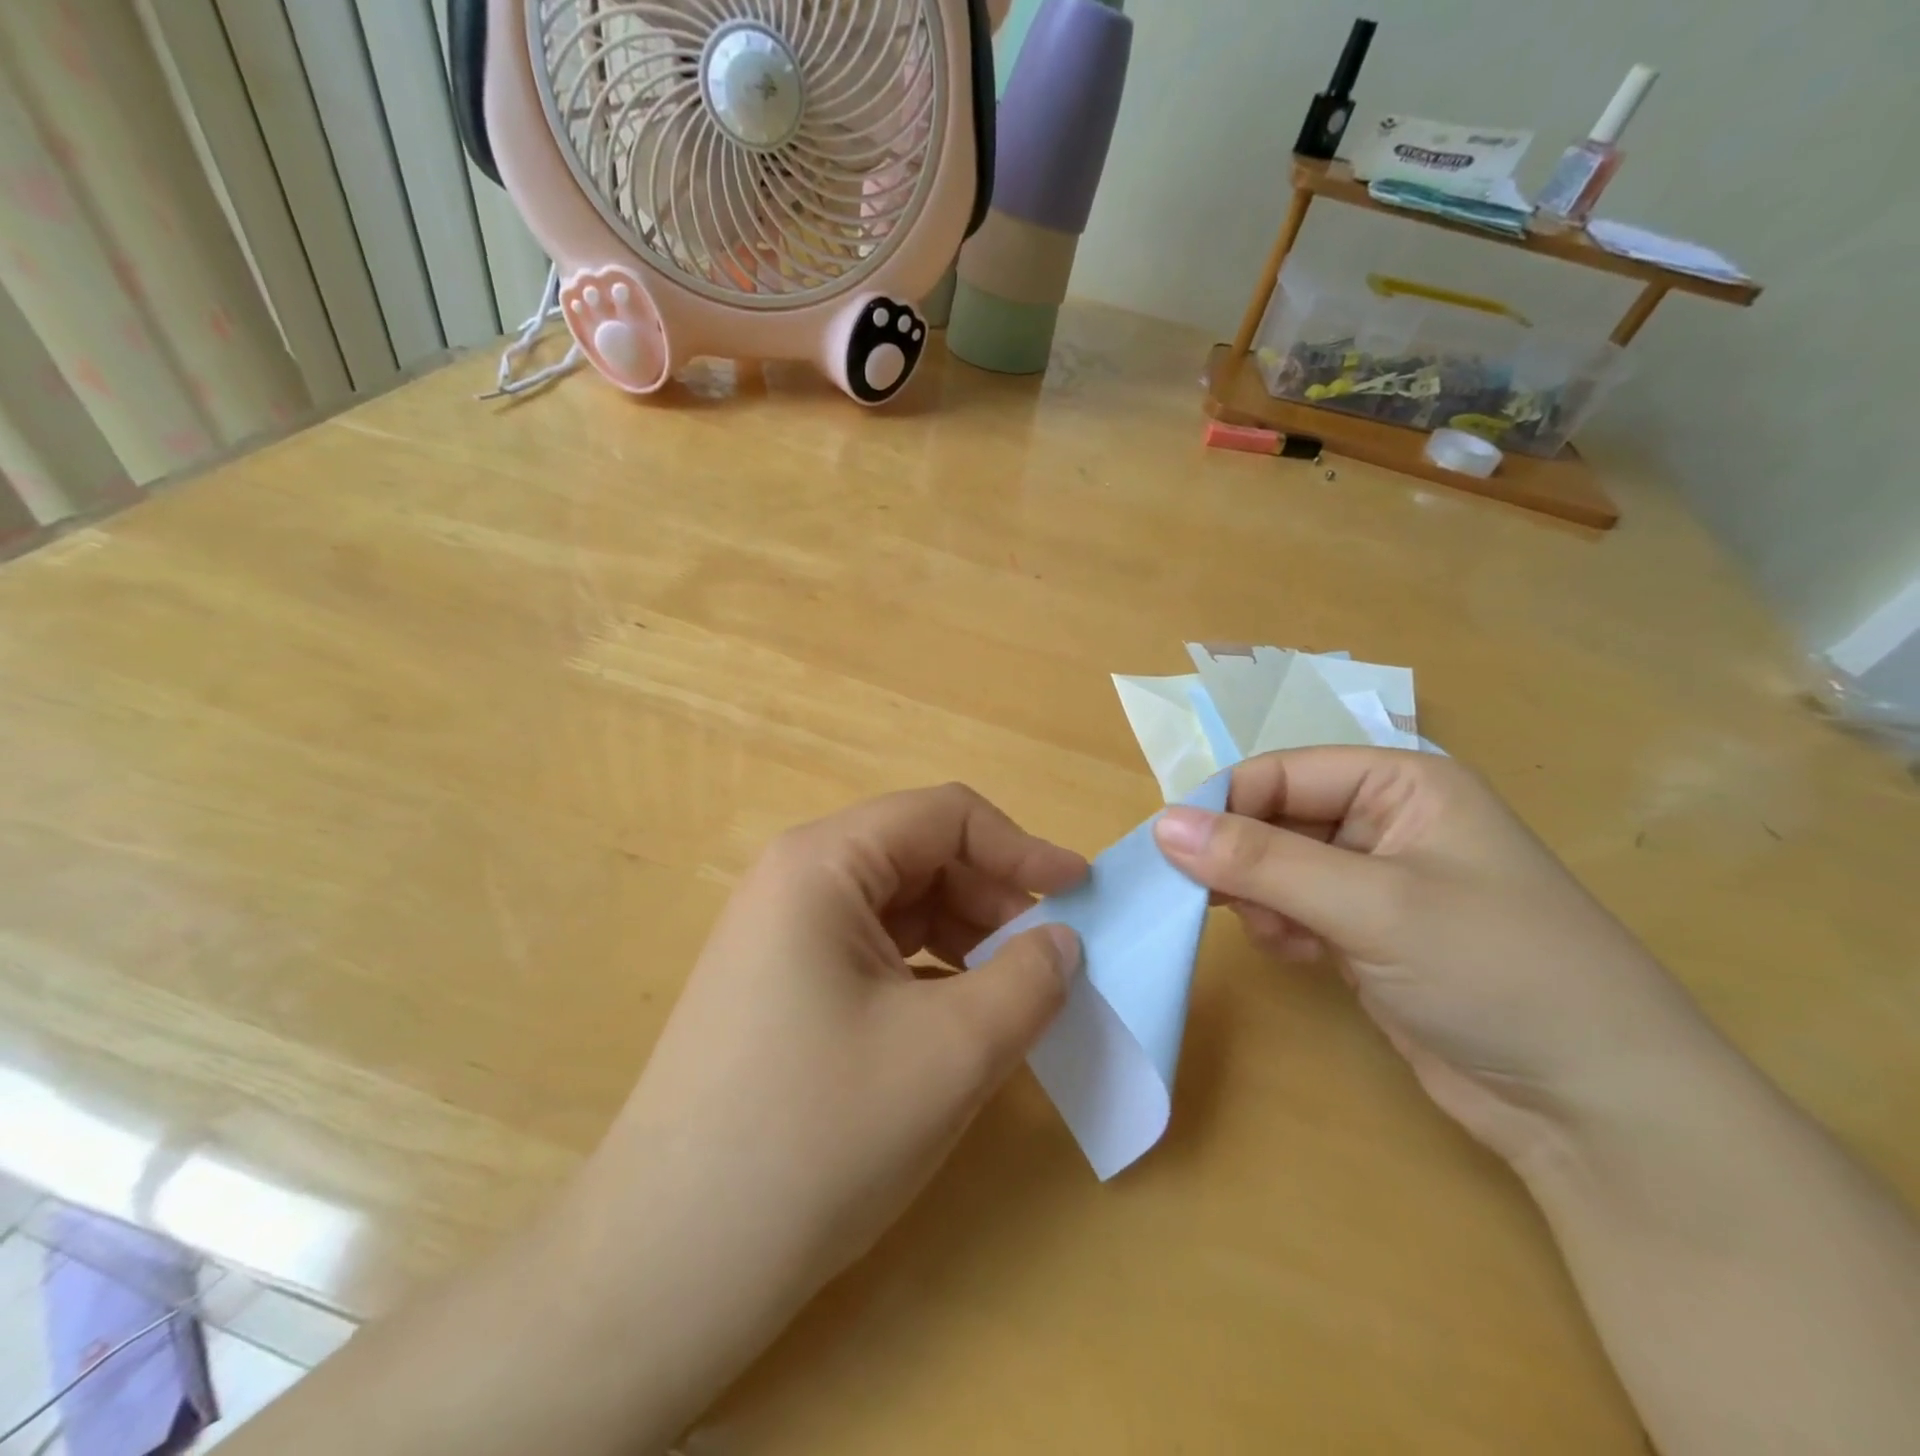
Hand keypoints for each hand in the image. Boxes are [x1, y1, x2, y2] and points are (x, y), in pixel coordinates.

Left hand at [556, 784, 1085, 1420]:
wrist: (669, 1264)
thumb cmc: (818, 1134)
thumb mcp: (952, 1051)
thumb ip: (1029, 981)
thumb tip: (1062, 942)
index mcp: (823, 864)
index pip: (944, 817)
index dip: (1021, 848)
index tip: (1081, 893)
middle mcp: (793, 882)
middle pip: (919, 857)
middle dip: (992, 899)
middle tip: (1048, 962)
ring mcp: (779, 937)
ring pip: (897, 908)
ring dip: (964, 939)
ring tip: (1009, 998)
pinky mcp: (778, 988)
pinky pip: (871, 953)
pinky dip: (927, 974)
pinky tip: (954, 1026)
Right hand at [1152, 748, 1720, 1166]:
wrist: (1598, 1108)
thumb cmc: (1497, 971)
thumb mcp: (1371, 905)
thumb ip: (1259, 861)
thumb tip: (1160, 825)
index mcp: (1400, 782)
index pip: (1279, 773)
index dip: (1221, 806)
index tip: (1170, 853)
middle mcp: (1385, 820)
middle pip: (1274, 818)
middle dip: (1240, 859)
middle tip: (1207, 900)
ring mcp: (1376, 880)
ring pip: (1275, 866)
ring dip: (1259, 897)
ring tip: (1277, 934)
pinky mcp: (1367, 933)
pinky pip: (1293, 908)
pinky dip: (1281, 927)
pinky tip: (1300, 956)